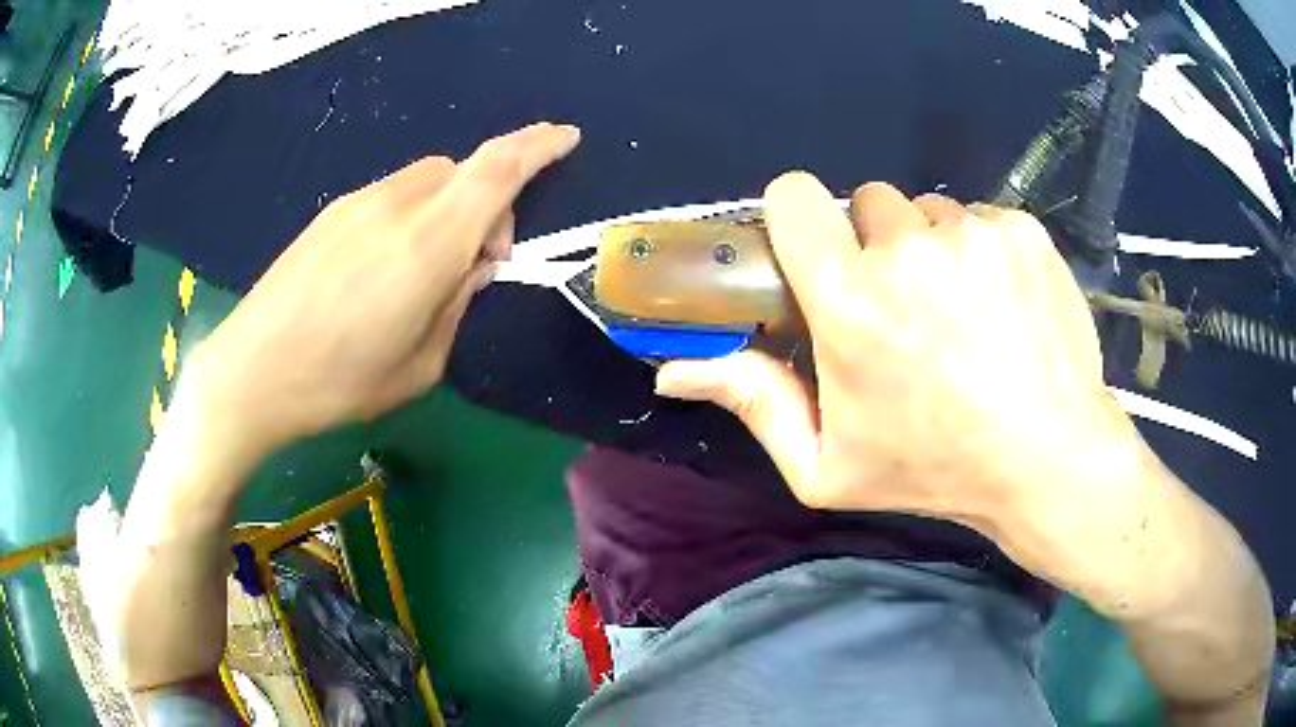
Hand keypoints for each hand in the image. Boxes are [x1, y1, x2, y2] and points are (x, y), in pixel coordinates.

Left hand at [192, 123, 580, 460]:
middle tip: (483, 258)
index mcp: (429, 244)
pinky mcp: (332, 212)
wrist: (251, 372)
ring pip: (429, 178)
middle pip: (465, 170)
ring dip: (451, 205)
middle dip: (491, 200)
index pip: (497, 170)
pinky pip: (394, 193)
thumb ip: (458, 302)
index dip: (539, 146)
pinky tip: (388, 262)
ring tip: (430, 264)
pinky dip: (415, 212)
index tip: (566, 137)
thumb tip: (473, 264)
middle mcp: (397, 206)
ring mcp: (359, 202)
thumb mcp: (422, 364)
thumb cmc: (339, 382)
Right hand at [656, 174, 1139, 545]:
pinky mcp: (1020, 230)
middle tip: (904, 304)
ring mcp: (971, 233)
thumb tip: (671, 372)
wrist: (1047, 458)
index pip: (793, 197)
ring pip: (930, 211)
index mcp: (848, 300)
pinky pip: (982, 219)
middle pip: (868, 202)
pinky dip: (984, 250)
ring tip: (962, 310)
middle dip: (875, 242)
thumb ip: (752, 403)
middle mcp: (906, 249)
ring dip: (933, 248)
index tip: (818, 251)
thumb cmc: (934, 469)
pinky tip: (1004, 304)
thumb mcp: (827, 465)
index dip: (799, 217)